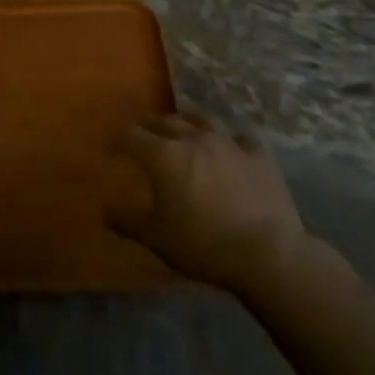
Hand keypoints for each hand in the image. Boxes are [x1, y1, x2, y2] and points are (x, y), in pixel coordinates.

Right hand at [111, 113, 307, 289]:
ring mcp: (228, 143)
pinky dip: (229, 143)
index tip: (112, 152)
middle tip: (144, 138)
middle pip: (164, 121)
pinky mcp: (258, 155)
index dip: (118, 141)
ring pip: (201, 119)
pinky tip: (229, 152)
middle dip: (149, 128)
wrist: (268, 254)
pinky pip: (239, 139)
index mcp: (163, 155)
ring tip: (184, 131)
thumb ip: (128, 222)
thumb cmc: (204, 246)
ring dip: (187, 123)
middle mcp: (193, 138)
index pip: (131, 135)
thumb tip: (106, 212)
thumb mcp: (157, 239)